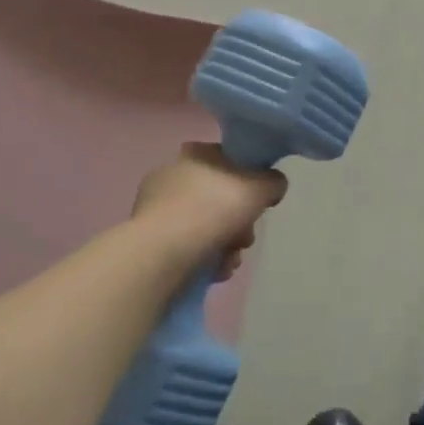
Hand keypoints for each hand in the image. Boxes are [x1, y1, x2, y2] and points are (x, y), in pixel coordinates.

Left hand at [131, 143, 287, 276]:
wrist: (163, 254)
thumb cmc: (213, 209)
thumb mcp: (260, 187)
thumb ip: (274, 182)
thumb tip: (273, 186)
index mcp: (196, 154)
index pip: (230, 160)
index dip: (250, 180)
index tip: (259, 202)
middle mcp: (172, 175)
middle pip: (220, 197)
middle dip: (240, 222)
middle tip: (245, 238)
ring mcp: (157, 208)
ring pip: (207, 225)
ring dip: (226, 245)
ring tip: (230, 260)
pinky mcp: (150, 240)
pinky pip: (188, 246)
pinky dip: (205, 258)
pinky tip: (214, 270)